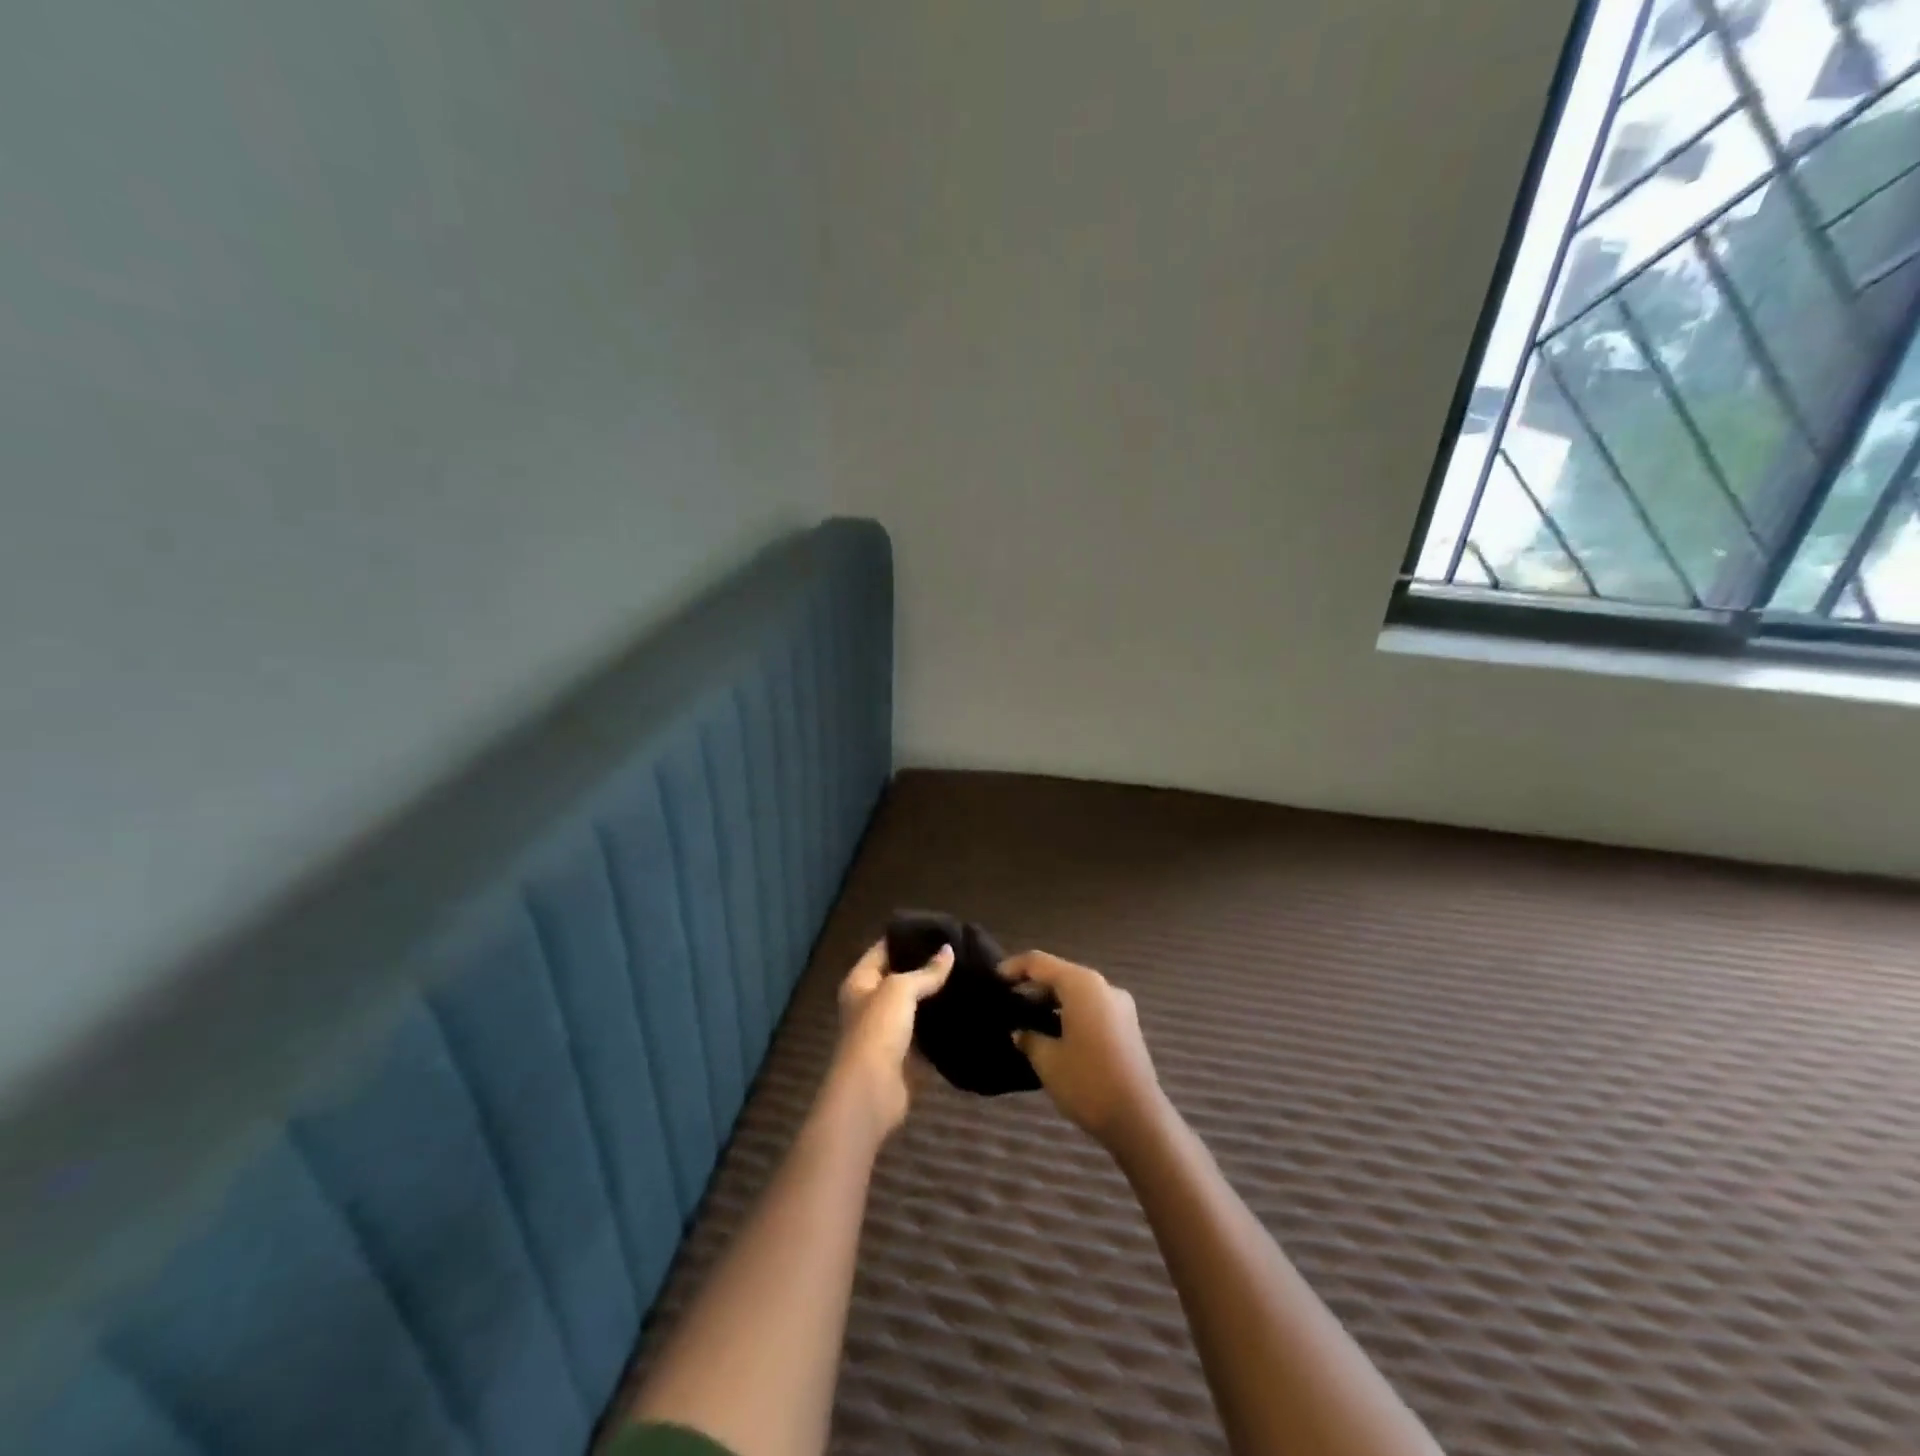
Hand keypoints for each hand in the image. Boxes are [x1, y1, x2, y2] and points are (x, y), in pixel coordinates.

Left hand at [828, 940, 952, 1137]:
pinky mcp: (905, 1054)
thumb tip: (949, 951)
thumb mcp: (900, 990)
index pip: (883, 949)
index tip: (939, 928)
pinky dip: (941, 1024)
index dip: (907, 937)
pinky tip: (965, 1009)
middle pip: (900, 977)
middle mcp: (871, 1003)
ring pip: (915, 1005)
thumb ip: (926, 972)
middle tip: (960, 951)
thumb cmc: (878, 1030)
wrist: (872, 1091)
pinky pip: (926, 1032)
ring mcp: (888, 1030)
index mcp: (860, 982)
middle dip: (926, 966)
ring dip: (936, 996)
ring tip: (967, 975)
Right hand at [1004, 952, 1164, 1149]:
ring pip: (1077, 992)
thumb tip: (1020, 1032)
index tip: (994, 980)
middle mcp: (1103, 986)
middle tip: (1009, 1002)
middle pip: (1061, 974)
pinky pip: (1091, 1007)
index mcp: (1082, 985)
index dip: (1014, 967)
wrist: (1139, 1119)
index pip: (1040, 962)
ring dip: (1052, 1000)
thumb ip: (1029, 1038)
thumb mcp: (1047, 1060)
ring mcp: (1119, 1006)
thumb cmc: (1087, 1082)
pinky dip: (1070, 1012)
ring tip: (1027, 1019)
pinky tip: (1054, 1033)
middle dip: (1033, 985)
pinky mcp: (1127, 1026)